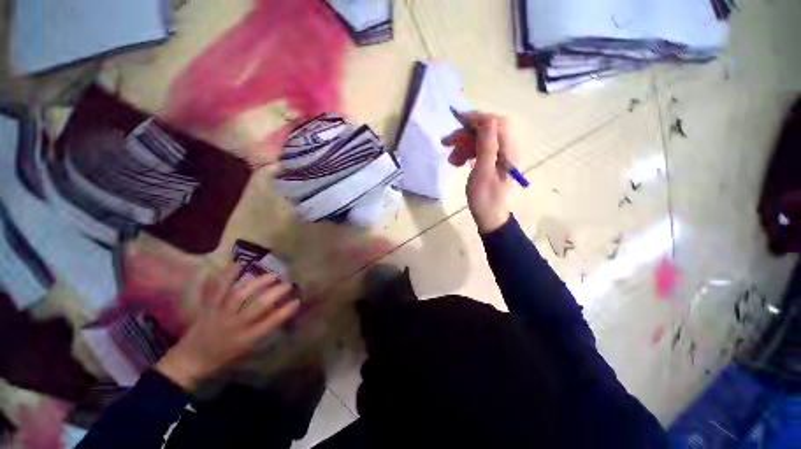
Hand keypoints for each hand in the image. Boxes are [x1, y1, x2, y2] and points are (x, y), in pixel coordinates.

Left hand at [156, 266, 300, 391]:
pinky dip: (225, 276)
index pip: (270, 324)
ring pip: (239, 295)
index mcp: (245, 339)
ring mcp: (219, 315)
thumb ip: (262, 329)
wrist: (189, 361)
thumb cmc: (223, 357)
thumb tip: (278, 309)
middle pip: (257, 306)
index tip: (297, 300)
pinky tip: (236, 264)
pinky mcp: (207, 307)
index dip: (285, 311)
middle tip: (288, 284)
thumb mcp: (246, 348)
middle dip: (275, 293)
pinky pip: (216, 290)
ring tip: (270, 275)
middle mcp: (234, 325)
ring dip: (257, 283)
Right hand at [442, 113, 516, 232]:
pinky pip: (477, 151)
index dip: (478, 119)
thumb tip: (487, 120)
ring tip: (451, 161)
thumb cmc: (485, 198)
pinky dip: (465, 154)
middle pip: (485, 131)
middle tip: (446, 143)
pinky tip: (457, 163)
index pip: (497, 124)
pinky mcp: (490, 162)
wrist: (488, 216)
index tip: (458, 121)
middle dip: (465, 135)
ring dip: (462, 147)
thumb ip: (486, 146)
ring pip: (478, 141)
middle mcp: (505, 150)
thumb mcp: (483, 173)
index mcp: (508, 151)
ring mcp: (497, 156)